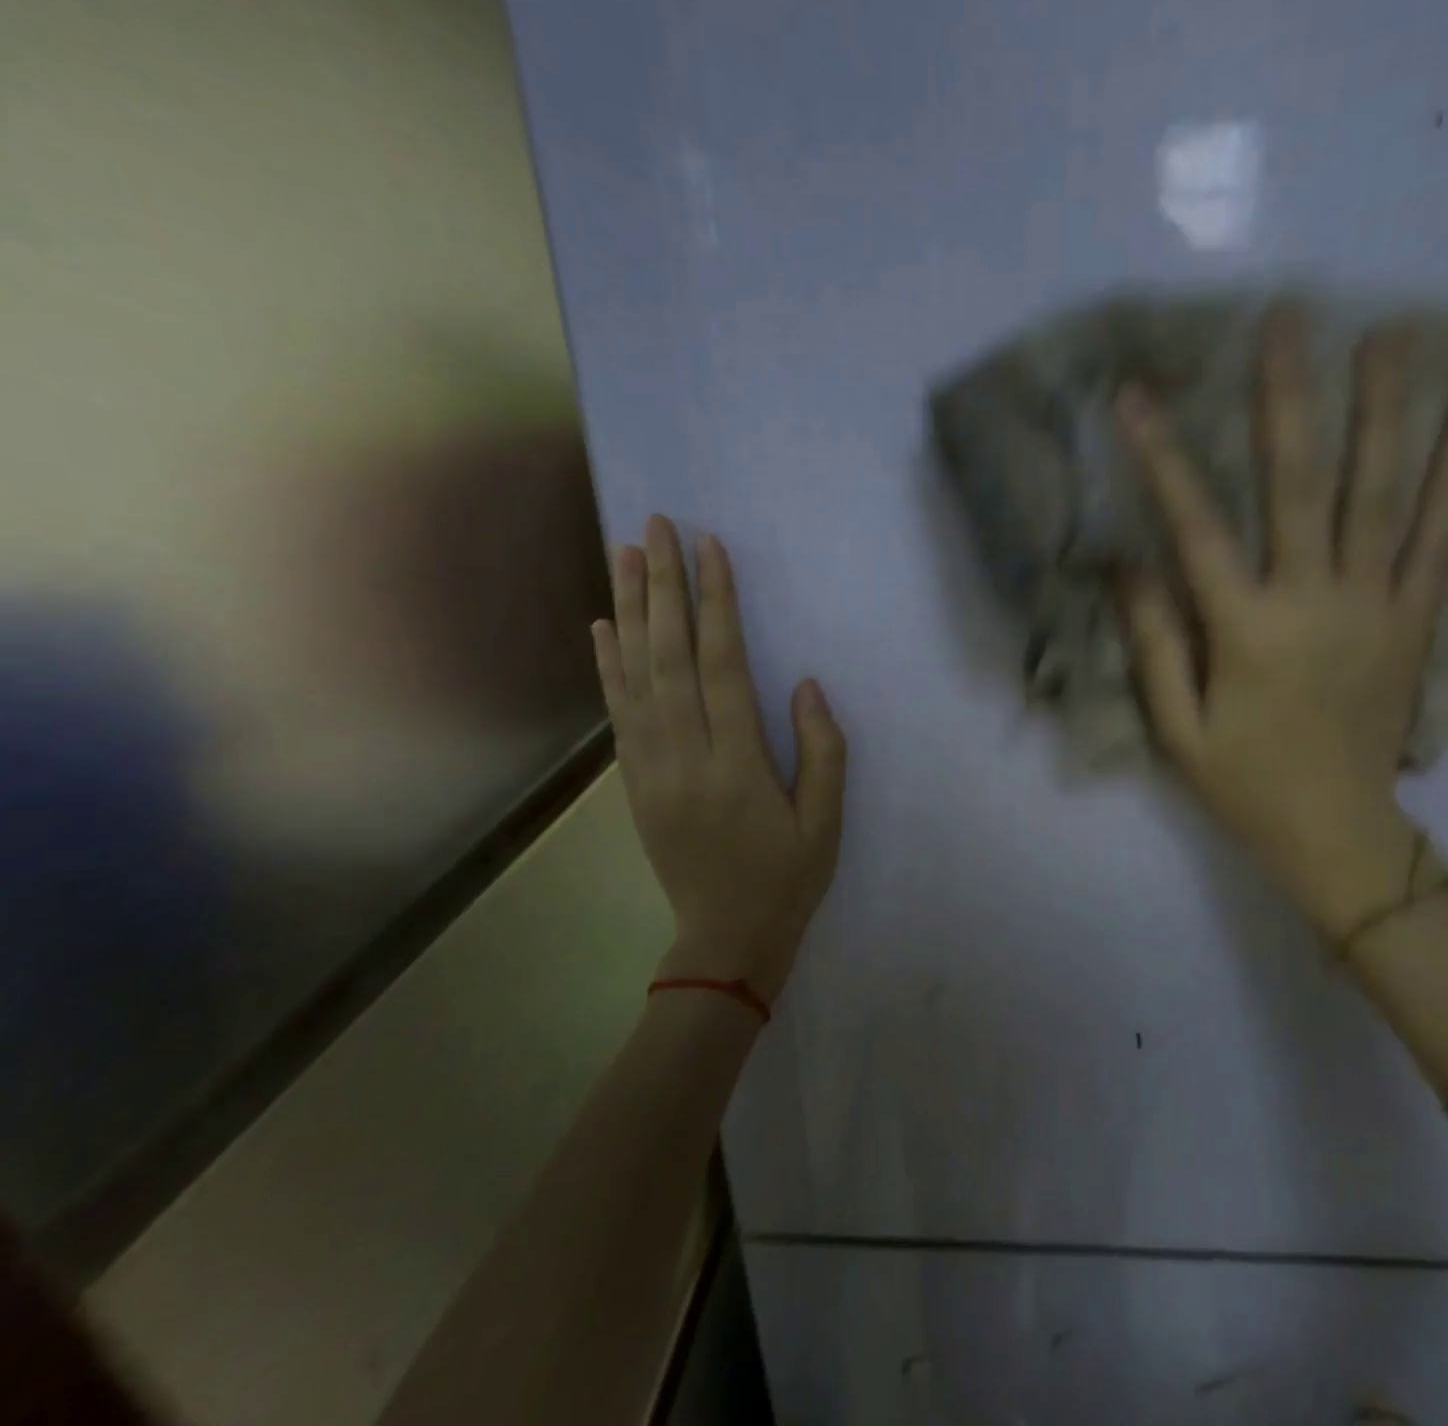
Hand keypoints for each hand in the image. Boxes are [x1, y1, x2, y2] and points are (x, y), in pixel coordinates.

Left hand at [592, 515, 845, 1005]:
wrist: (726, 940)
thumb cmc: (788, 878)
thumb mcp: (826, 822)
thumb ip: (822, 751)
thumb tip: (805, 685)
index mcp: (738, 766)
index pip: (723, 667)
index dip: (717, 604)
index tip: (711, 549)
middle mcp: (685, 757)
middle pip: (669, 657)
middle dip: (663, 586)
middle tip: (657, 526)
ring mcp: (651, 770)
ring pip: (635, 676)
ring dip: (629, 610)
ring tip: (623, 552)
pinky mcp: (634, 782)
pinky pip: (618, 714)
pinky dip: (607, 666)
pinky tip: (603, 625)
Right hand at [1120, 313, 1447, 935]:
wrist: (1339, 833)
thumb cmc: (1243, 783)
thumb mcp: (1176, 727)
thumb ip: (1154, 641)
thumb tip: (1123, 562)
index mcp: (1247, 631)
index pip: (1196, 527)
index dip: (1164, 457)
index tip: (1137, 395)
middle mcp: (1316, 603)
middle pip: (1303, 486)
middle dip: (1290, 398)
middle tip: (1290, 316)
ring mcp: (1377, 608)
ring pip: (1384, 497)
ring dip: (1386, 413)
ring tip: (1391, 336)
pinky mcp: (1416, 622)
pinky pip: (1441, 541)